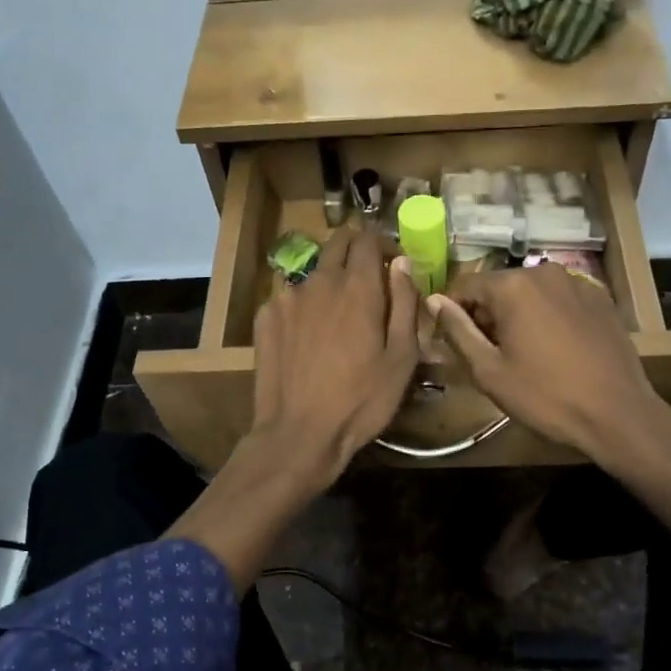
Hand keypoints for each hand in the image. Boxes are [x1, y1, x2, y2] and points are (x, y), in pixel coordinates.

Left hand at [251, 226, 419, 492]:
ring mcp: (286, 298)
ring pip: (313, 273)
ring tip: (338, 317)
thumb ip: (404, 302)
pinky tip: (309, 337)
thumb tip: (402, 263)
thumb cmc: (361, 399)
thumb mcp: (402, 356)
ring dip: (329, 282)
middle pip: (337, 244)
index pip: (367, 237)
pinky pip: (290, 298)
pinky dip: (305, 306)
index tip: (392, 260)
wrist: (299, 433)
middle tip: (368, 276)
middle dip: (355, 249)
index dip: (382, 242)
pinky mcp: (265, 318)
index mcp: (357, 286)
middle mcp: (319, 280)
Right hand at [427, 264, 666, 467]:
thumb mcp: (489, 370)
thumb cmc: (545, 396)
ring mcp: (577, 283)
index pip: (465, 285)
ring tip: (522, 353)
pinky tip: (554, 349)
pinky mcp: (600, 299)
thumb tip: (435, 301)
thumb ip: (457, 331)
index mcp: (513, 286)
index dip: (452, 311)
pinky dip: (547, 316)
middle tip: (487, 353)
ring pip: (530, 292)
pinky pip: (559, 300)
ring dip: (517, 315)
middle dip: (487, 313)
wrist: (618, 414)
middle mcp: (544, 272)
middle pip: (499, 286)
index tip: (451, 340)